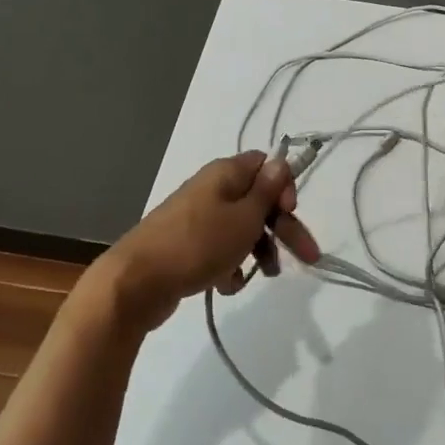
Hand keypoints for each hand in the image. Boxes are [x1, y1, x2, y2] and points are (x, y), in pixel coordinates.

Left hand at [89, 152, 321, 333]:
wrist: (136, 282)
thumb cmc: (199, 244)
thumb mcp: (244, 217)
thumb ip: (267, 190)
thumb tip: (280, 160)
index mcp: (225, 174)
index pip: (265, 165)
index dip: (284, 188)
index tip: (291, 213)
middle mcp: (211, 189)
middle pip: (258, 201)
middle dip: (283, 229)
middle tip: (307, 257)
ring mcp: (196, 218)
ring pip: (241, 228)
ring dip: (258, 250)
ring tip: (264, 276)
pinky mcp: (186, 245)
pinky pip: (219, 249)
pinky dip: (229, 265)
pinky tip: (227, 284)